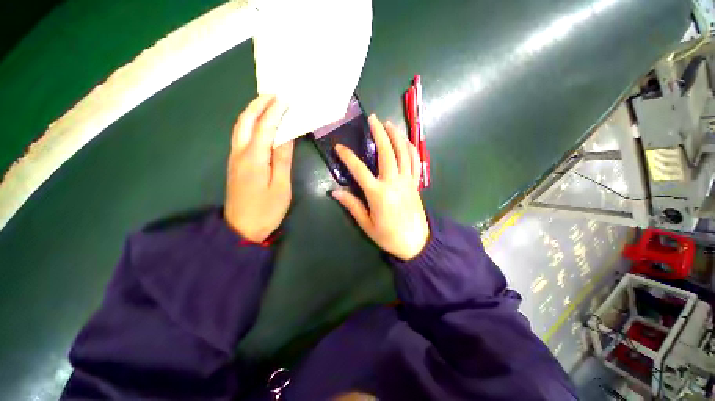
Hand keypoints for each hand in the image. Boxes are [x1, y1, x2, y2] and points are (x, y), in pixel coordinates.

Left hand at [224, 95, 293, 242]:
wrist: (241, 229)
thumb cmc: (266, 210)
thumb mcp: (281, 186)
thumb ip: (282, 160)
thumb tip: (286, 137)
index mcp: (254, 159)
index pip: (264, 128)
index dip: (274, 112)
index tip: (284, 99)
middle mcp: (240, 153)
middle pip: (244, 122)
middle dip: (257, 105)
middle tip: (272, 95)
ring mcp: (235, 158)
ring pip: (239, 128)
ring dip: (252, 112)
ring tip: (266, 104)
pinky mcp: (235, 164)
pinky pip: (240, 137)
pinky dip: (249, 125)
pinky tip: (259, 125)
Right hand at [332, 115, 428, 260]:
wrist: (415, 243)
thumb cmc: (388, 236)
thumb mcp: (367, 224)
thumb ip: (352, 205)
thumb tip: (335, 192)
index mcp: (378, 194)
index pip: (359, 170)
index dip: (348, 157)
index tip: (339, 147)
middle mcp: (394, 182)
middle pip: (387, 152)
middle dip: (379, 133)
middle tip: (373, 119)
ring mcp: (407, 181)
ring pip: (403, 153)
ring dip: (396, 136)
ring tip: (389, 124)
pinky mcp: (415, 183)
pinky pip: (415, 162)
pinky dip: (411, 148)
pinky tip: (405, 141)